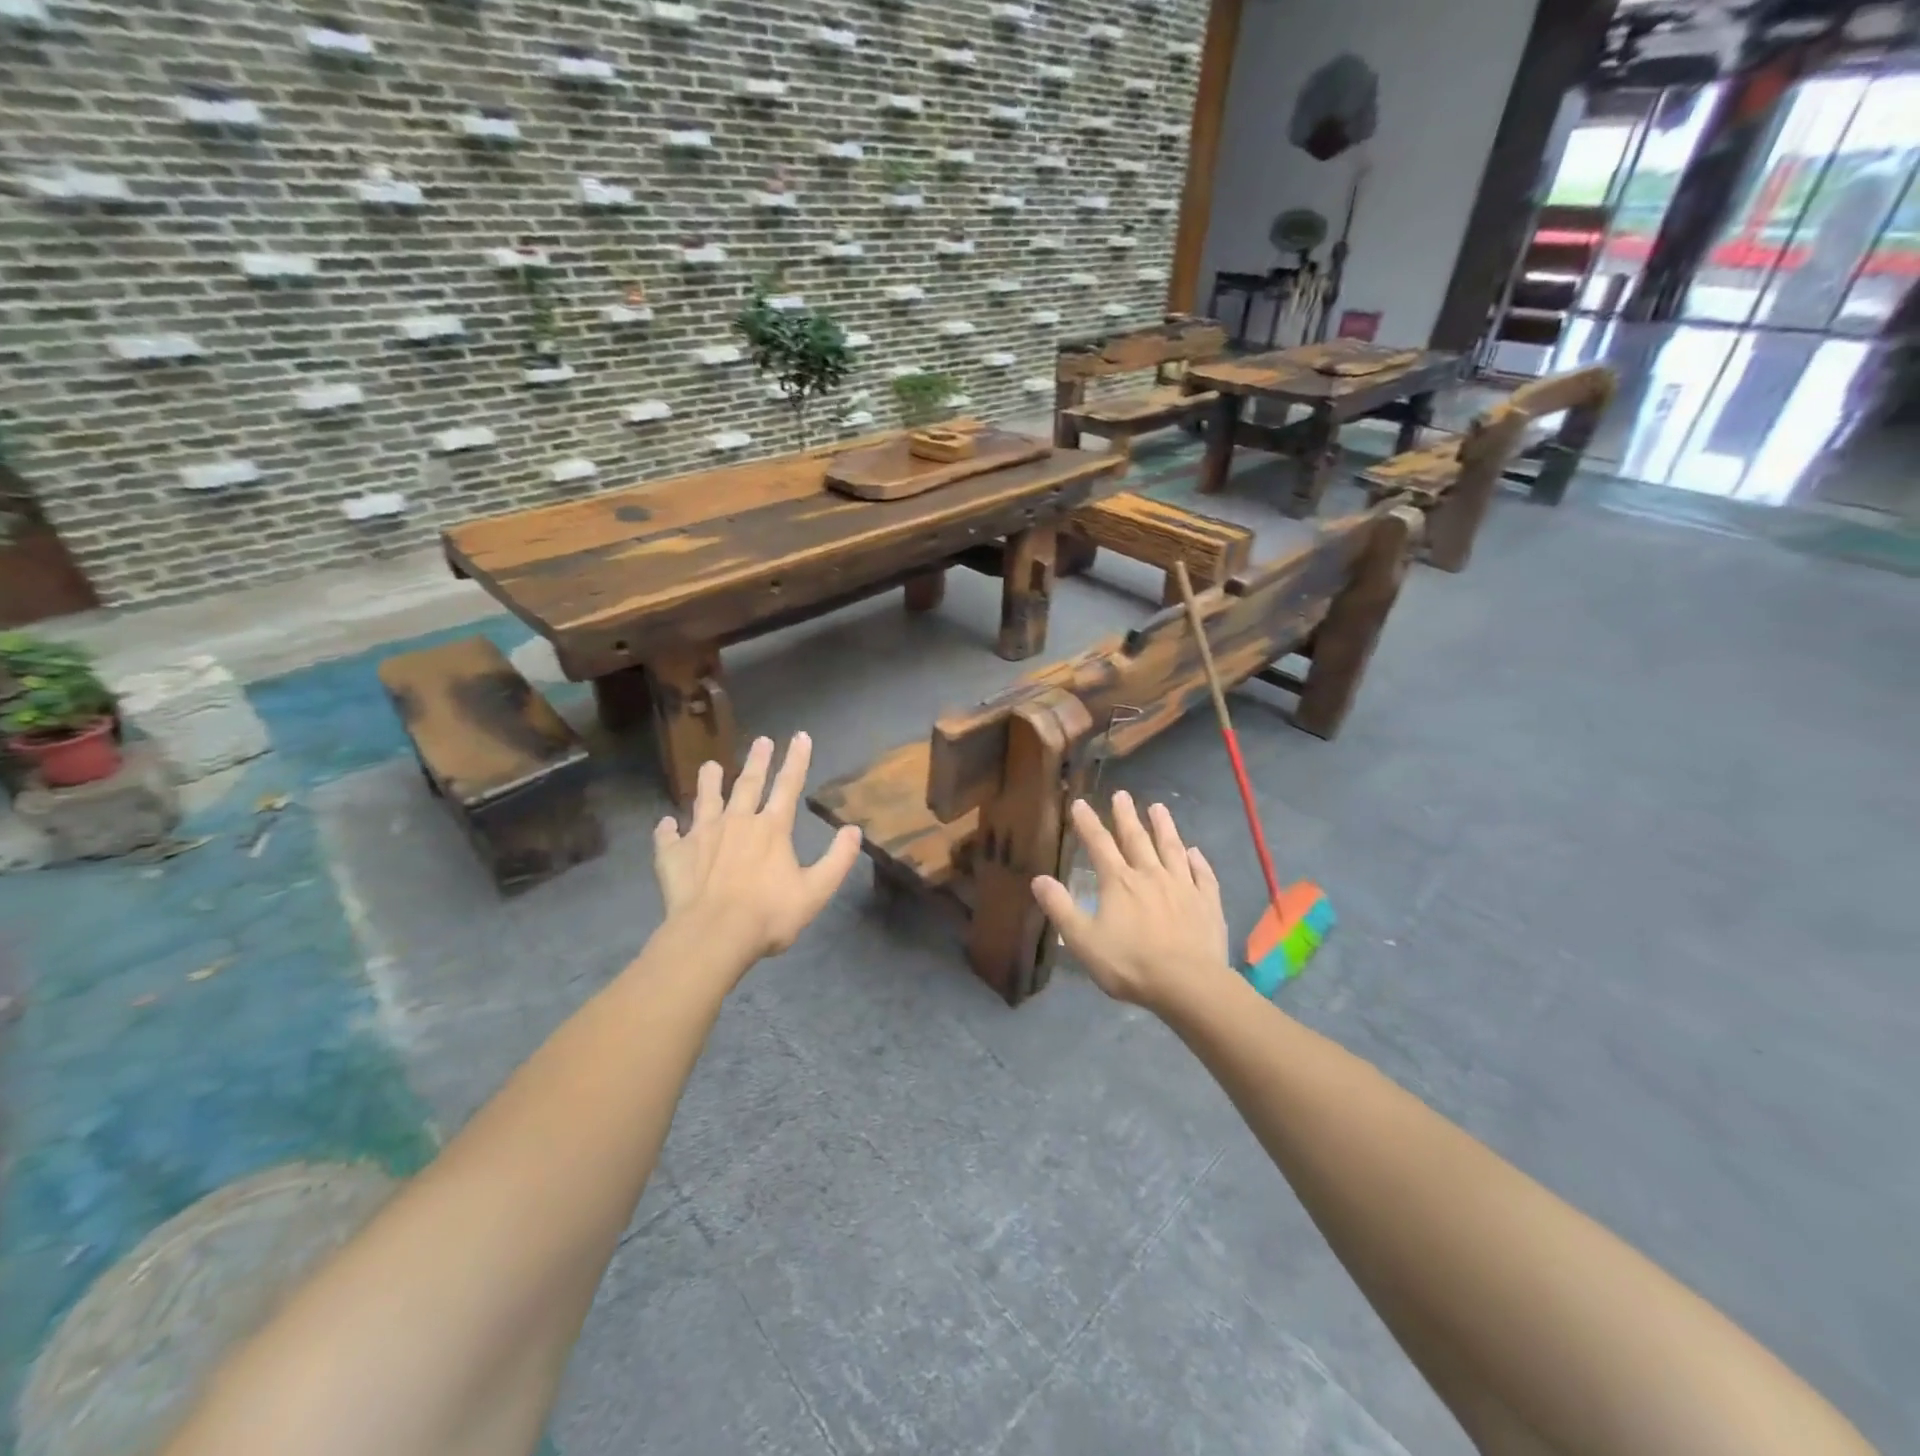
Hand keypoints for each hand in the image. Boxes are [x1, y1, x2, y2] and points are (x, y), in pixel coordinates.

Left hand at [653, 733, 862, 965]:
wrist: (713, 935)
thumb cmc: (769, 914)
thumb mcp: (816, 891)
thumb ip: (837, 859)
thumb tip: (853, 830)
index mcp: (771, 828)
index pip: (788, 785)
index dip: (796, 760)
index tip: (800, 736)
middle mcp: (737, 822)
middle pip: (748, 784)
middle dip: (757, 761)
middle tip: (761, 740)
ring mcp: (702, 836)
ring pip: (706, 801)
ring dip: (709, 783)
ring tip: (710, 766)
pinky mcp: (674, 855)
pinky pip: (668, 837)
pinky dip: (667, 829)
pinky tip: (665, 823)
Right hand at [1032, 792, 1232, 1012]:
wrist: (1188, 984)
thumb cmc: (1130, 964)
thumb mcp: (1083, 940)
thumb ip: (1060, 908)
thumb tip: (1038, 879)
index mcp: (1119, 882)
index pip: (1099, 844)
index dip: (1088, 823)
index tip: (1080, 803)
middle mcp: (1151, 875)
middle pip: (1137, 839)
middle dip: (1126, 816)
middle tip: (1122, 794)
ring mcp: (1183, 887)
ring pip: (1172, 849)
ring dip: (1164, 827)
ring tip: (1159, 808)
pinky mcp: (1208, 903)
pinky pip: (1203, 875)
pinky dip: (1198, 861)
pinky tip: (1195, 852)